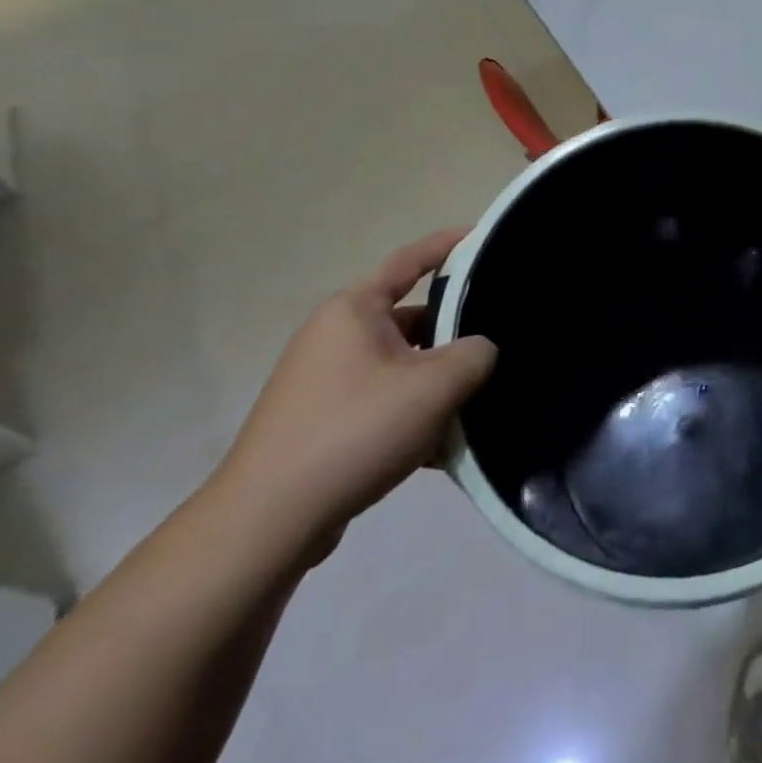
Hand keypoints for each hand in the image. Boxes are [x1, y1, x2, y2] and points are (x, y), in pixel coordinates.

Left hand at [208, 230, 496, 559]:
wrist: (265, 526)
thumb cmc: (354, 432)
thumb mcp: (434, 388)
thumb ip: (475, 356)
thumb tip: (481, 351)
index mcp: (354, 310)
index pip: (410, 260)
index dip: (448, 244)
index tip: (483, 236)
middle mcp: (335, 336)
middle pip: (411, 319)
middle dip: (453, 334)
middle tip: (496, 341)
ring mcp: (323, 381)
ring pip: (400, 366)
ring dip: (435, 383)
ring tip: (474, 404)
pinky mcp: (320, 423)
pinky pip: (381, 403)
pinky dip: (411, 415)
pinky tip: (439, 448)